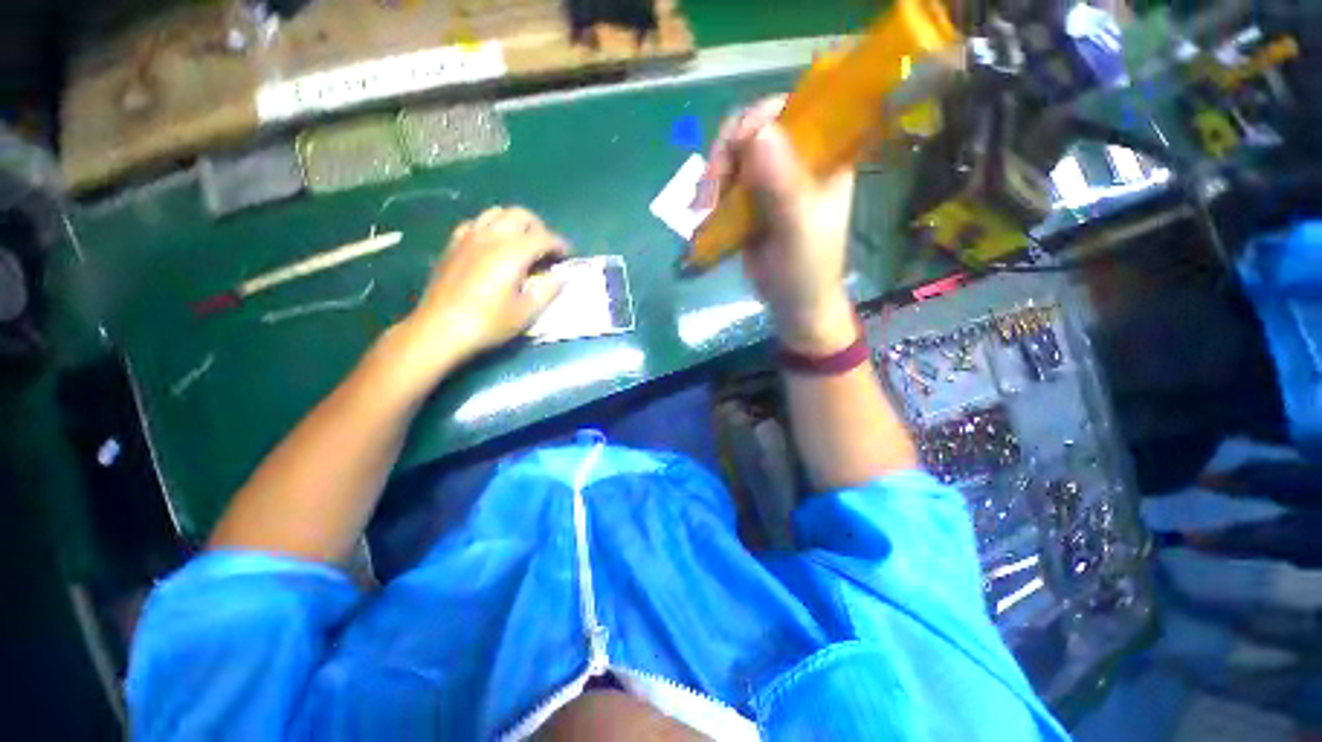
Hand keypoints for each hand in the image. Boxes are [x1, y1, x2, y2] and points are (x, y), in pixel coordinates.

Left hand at [400, 206, 567, 373]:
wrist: (439, 329)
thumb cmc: (488, 323)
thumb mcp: (526, 313)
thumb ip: (547, 290)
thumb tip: (559, 277)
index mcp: (512, 252)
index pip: (543, 237)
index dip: (559, 244)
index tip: (567, 255)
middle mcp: (491, 236)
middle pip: (520, 215)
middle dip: (539, 227)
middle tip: (546, 247)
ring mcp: (469, 237)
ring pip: (497, 213)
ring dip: (515, 223)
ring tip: (522, 243)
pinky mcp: (453, 245)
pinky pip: (476, 223)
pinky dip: (491, 227)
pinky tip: (493, 245)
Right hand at [705, 96, 856, 354]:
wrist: (792, 303)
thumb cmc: (805, 268)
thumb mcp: (798, 227)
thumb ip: (783, 183)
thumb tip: (757, 131)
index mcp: (824, 155)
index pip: (793, 110)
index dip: (759, 119)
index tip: (735, 149)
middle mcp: (797, 158)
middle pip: (754, 128)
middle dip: (726, 153)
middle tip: (711, 188)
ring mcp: (771, 178)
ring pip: (733, 155)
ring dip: (713, 177)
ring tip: (705, 209)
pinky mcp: (750, 200)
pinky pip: (725, 182)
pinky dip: (710, 194)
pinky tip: (704, 214)